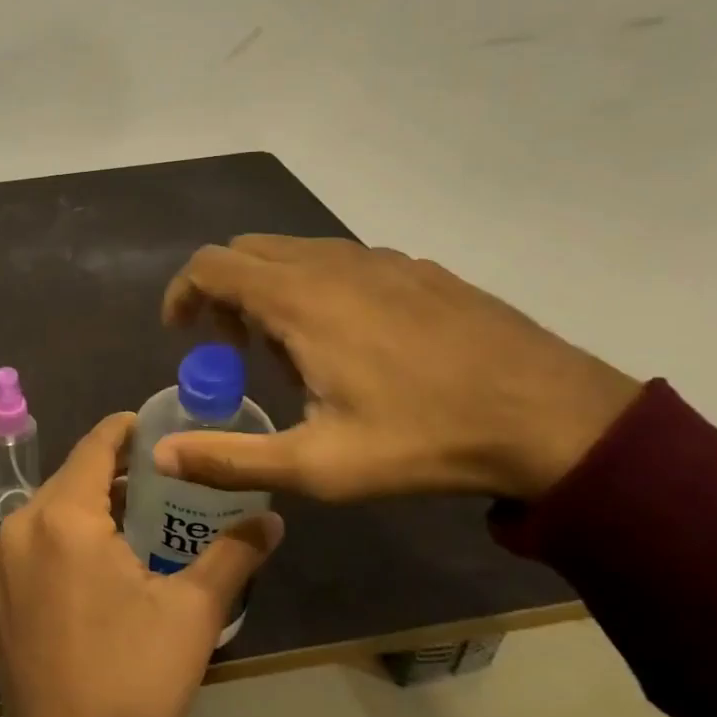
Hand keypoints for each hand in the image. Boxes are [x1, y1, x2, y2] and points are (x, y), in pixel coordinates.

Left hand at [0, 414, 283, 716]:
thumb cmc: (133, 681)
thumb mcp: (192, 614)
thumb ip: (232, 554)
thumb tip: (272, 518)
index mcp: (62, 518)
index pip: (94, 446)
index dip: (125, 430)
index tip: (156, 429)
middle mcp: (18, 526)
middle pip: (71, 477)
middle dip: (113, 472)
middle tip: (160, 481)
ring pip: (48, 509)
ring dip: (87, 505)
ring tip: (133, 520)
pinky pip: (28, 541)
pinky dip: (60, 536)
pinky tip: (92, 561)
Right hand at [158, 236, 642, 501]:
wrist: (554, 418)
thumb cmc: (424, 439)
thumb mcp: (318, 465)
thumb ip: (231, 457)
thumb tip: (162, 455)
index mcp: (298, 298)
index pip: (210, 265)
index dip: (182, 293)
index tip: (182, 335)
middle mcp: (331, 263)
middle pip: (247, 251)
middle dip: (223, 292)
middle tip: (236, 351)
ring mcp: (380, 259)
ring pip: (295, 253)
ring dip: (270, 290)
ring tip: (295, 353)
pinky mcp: (417, 268)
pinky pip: (340, 261)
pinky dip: (316, 287)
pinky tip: (353, 343)